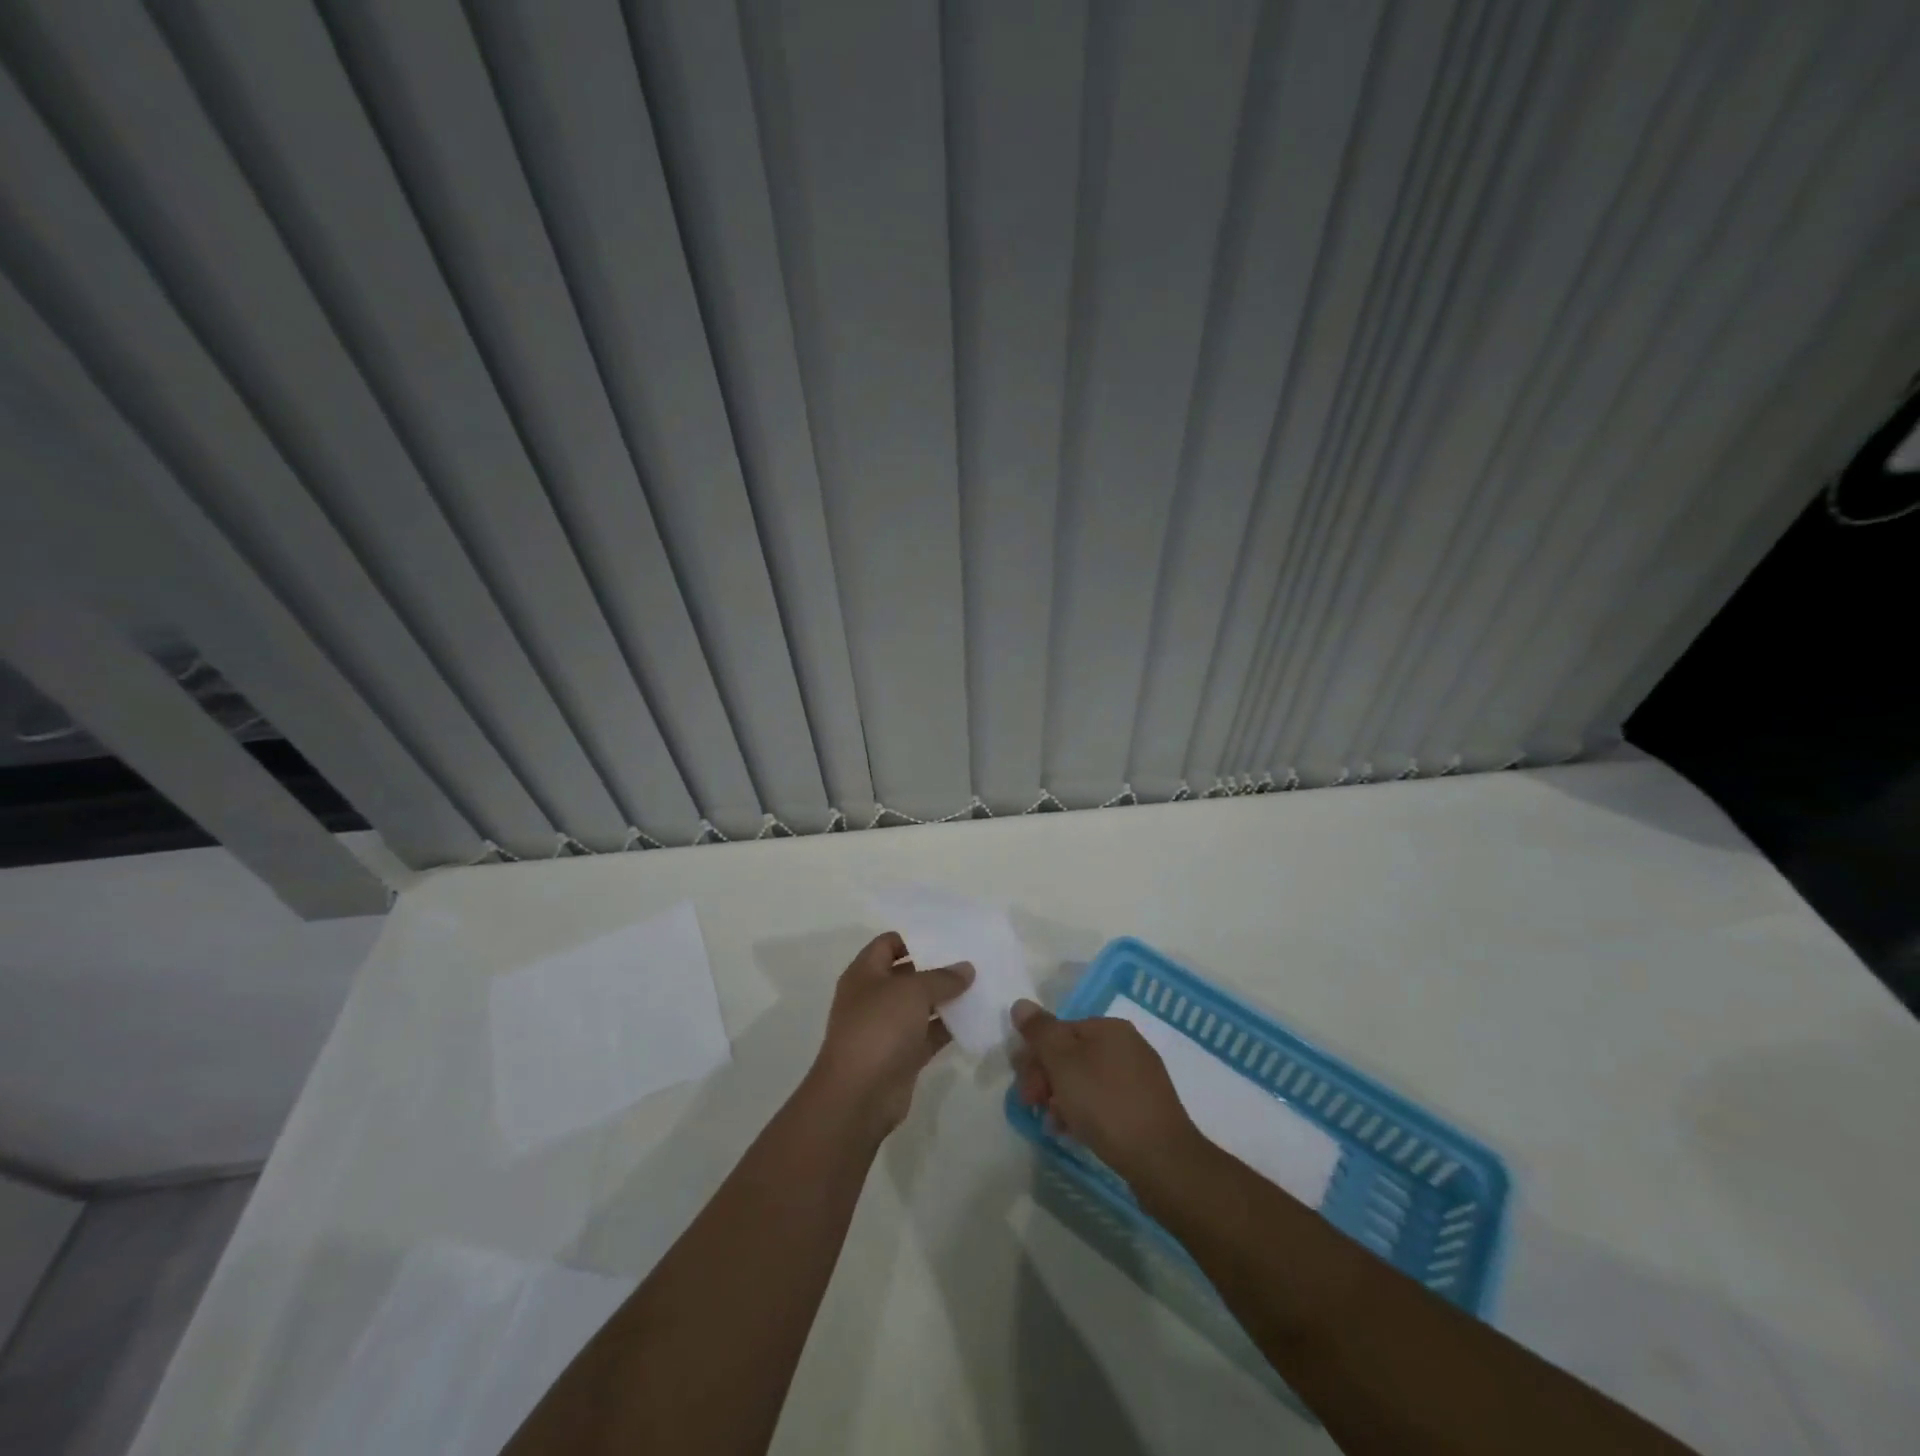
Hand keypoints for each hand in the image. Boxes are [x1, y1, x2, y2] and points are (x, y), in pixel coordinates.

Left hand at [806, 932, 972, 1136]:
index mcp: (864, 973)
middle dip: (936, 968)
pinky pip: (929, 1034)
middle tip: (971, 959)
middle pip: (907, 974)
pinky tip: (975, 1019)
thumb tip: (966, 968)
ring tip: (980, 985)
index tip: (947, 936)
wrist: (859, 1095)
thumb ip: (942, 978)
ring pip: (920, 1006)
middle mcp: (873, 997)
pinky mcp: (902, 1056)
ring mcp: (887, 1028)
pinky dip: (948, 1027)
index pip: (888, 944)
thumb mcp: (913, 992)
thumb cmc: (879, 1027)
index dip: (914, 938)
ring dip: (946, 998)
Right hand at [1011, 999, 1203, 1187]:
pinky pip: (1104, 1101)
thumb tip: (1021, 1004)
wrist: (1162, 1160)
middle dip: (1046, 1078)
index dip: (1035, 1057)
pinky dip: (1085, 1112)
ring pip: (1086, 1080)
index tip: (1023, 1087)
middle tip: (1032, 1106)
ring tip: (1053, 1125)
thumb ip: (1040, 1032)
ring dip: (1062, 1098)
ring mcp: (1139, 1078)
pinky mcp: (1145, 1108)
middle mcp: (1127, 1045)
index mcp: (1110, 1028)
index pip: (1059, 1031)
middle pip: (1072, 1054)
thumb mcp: (1063, 1063)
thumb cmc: (1106, 1104)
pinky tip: (1074, 1133)